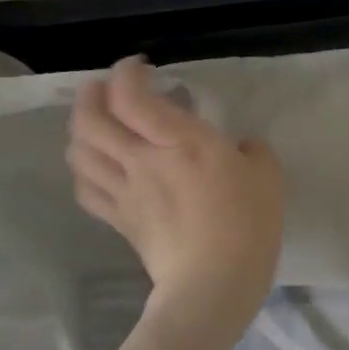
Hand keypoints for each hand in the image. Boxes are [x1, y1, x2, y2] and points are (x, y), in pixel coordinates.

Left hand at [67, 57, 284, 338]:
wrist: (214, 284)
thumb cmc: (248, 223)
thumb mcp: (268, 175)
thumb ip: (252, 151)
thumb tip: (240, 147)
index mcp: (181, 141)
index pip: (132, 97)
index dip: (127, 73)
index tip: (140, 66)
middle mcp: (142, 159)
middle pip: (91, 119)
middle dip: (92, 94)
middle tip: (105, 86)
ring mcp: (125, 191)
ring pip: (80, 151)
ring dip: (80, 128)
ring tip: (94, 121)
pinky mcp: (119, 220)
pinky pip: (86, 188)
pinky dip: (83, 169)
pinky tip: (94, 166)